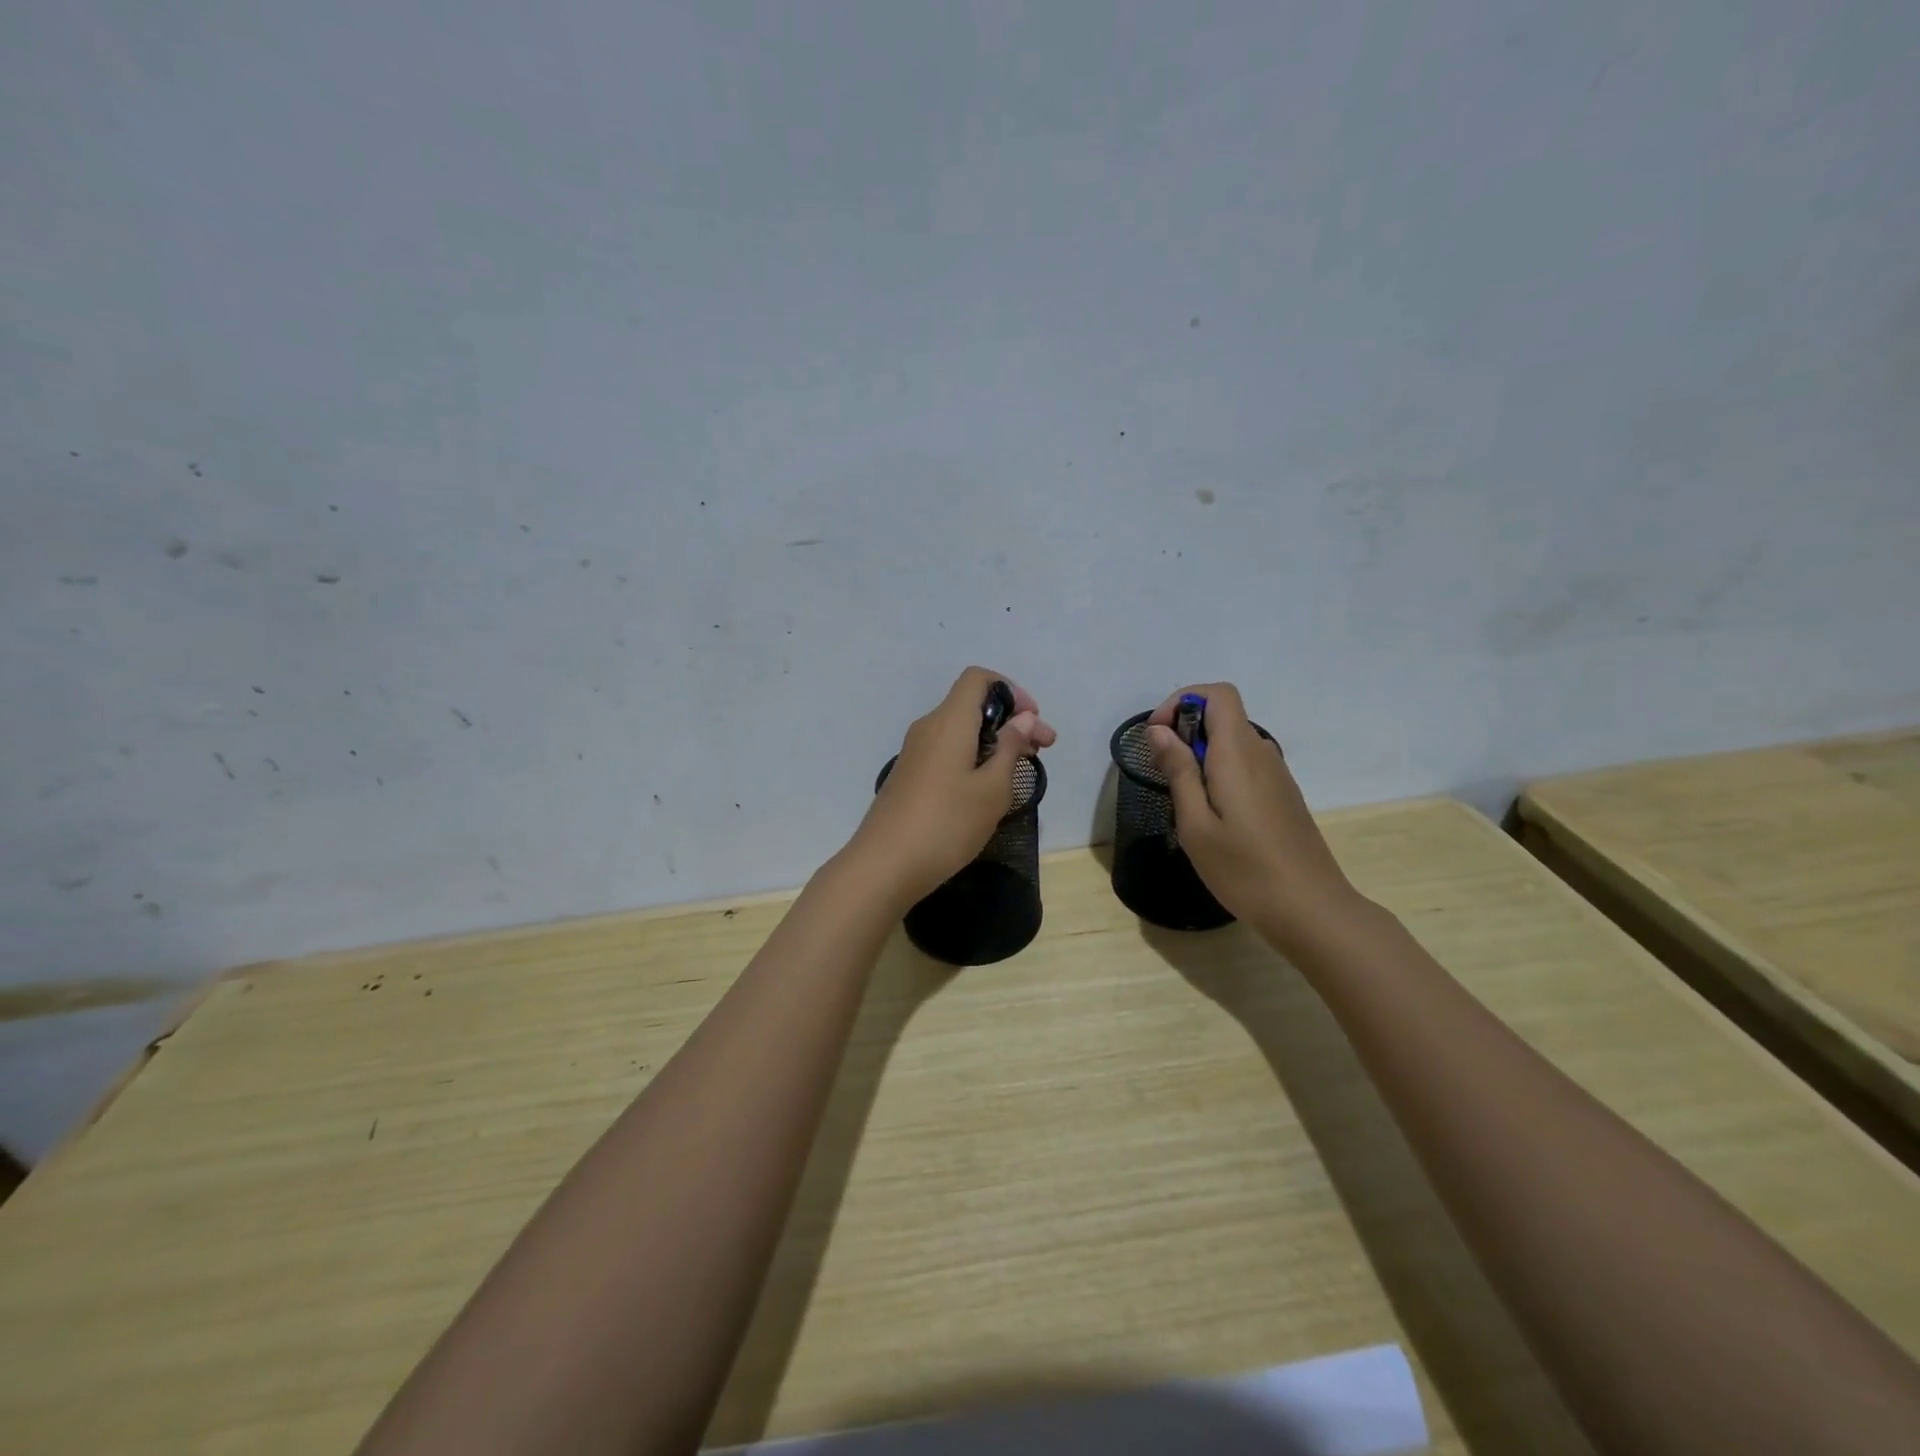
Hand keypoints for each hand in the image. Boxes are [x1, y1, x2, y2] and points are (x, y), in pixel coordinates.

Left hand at [846, 667, 1056, 909]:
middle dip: (1011, 721)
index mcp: (949, 721)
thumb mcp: (992, 789)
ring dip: (994, 742)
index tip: (1033, 722)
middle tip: (1042, 751)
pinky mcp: (910, 775)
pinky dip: (973, 757)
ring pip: (961, 731)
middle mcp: (928, 727)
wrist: (884, 866)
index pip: (978, 678)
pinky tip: (987, 789)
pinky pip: (948, 751)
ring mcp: (915, 752)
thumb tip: (1023, 718)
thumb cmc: (946, 824)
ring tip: (1019, 771)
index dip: (1011, 691)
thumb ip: (1010, 748)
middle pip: (973, 705)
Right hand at [1146, 682, 1359, 949]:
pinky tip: (1214, 816)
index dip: (1182, 701)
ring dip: (1202, 754)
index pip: (1218, 694)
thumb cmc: (1244, 869)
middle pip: (1223, 715)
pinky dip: (1220, 771)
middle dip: (1185, 730)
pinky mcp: (1283, 795)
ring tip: (1185, 801)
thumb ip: (1178, 772)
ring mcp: (1277, 774)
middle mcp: (1261, 753)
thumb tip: (1159, 731)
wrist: (1310, 909)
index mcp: (1238, 753)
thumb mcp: (1195, 824)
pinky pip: (1245, 764)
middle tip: (1163, 773)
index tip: (1158, 736)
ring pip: (1233, 742)